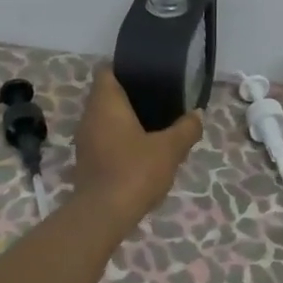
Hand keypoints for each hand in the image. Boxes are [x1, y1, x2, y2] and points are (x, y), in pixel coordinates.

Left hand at [70, 66, 203, 231]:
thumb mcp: (170, 149)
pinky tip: (142, 151)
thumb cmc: (135, 170)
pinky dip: (121, 140)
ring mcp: (85, 141)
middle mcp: (89, 116)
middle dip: (131, 96)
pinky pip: (105, 140)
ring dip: (126, 120)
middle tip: (160, 100)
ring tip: (155, 125)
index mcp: (105, 103)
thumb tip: (197, 115)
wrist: (104, 214)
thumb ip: (186, 129)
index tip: (148, 74)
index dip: (125, 68)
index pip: (107, 70)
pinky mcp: (87, 162)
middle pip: (107, 95)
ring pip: (106, 120)